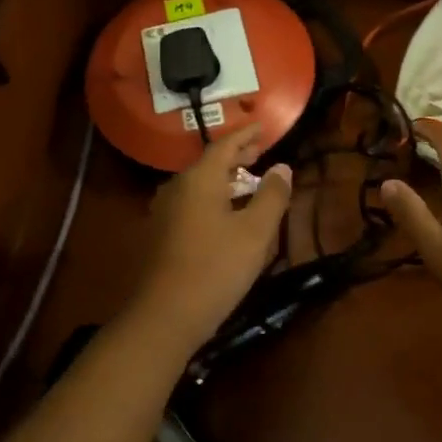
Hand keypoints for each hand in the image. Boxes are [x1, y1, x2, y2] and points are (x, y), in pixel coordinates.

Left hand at [129, 123, 293, 352]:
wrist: (164, 316)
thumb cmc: (216, 268)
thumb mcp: (255, 232)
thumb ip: (271, 196)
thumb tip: (282, 167)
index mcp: (199, 179)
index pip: (225, 145)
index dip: (246, 134)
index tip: (264, 125)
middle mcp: (177, 188)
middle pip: (209, 163)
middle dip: (236, 156)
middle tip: (259, 152)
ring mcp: (164, 211)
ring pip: (199, 185)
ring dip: (225, 179)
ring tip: (247, 181)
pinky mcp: (160, 234)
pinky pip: (191, 203)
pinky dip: (213, 198)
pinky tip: (226, 214)